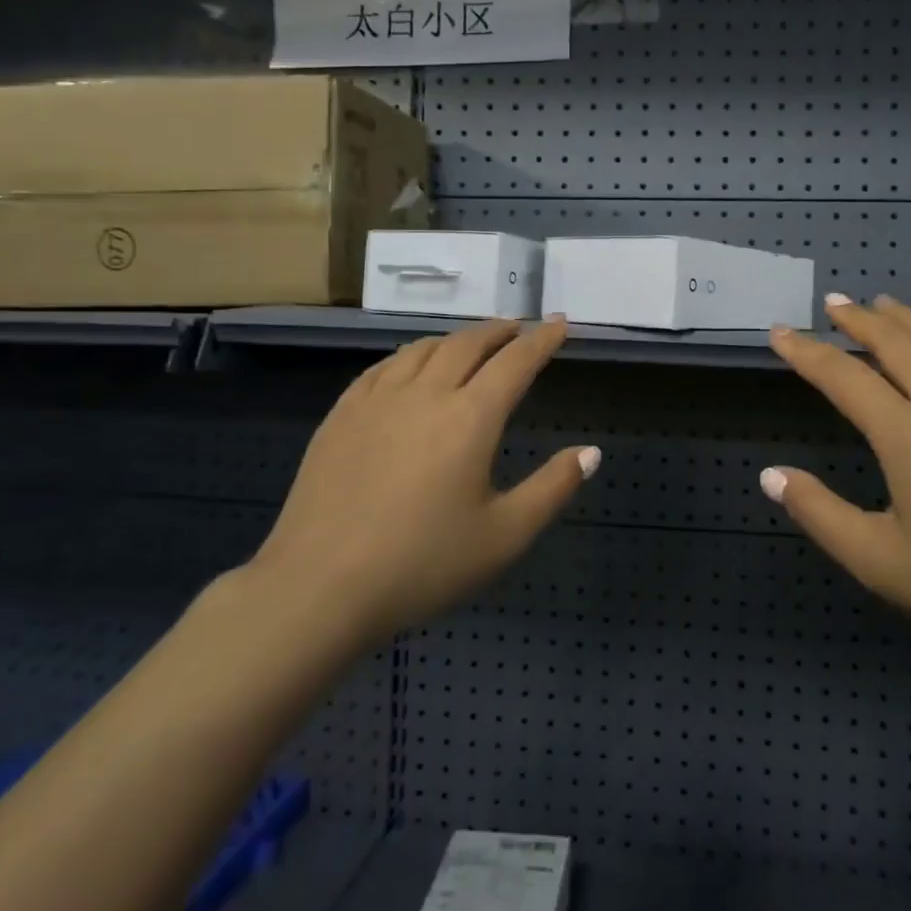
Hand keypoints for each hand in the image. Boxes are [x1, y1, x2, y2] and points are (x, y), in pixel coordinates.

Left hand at [245, 318, 596, 651]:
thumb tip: (592, 452)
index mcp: (470, 418)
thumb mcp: (504, 537)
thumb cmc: (422, 565)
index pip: (515, 362)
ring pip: (423, 349)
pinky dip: (410, 355)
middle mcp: (425, 394)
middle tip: (518, 328)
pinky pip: (383, 367)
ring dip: (456, 339)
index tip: (561, 323)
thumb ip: (553, 488)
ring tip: (471, 343)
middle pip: (467, 344)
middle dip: (499, 331)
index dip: (542, 340)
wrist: (318, 587)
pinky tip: (410, 366)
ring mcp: (377, 401)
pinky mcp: (341, 415)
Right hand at [764, 294, 910, 678]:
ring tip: (882, 304)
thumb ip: (820, 514)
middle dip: (859, 319)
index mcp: (909, 437)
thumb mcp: (880, 563)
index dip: (807, 352)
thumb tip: (770, 476)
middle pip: (897, 342)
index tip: (780, 332)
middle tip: (833, 303)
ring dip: (907, 318)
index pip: (845, 378)